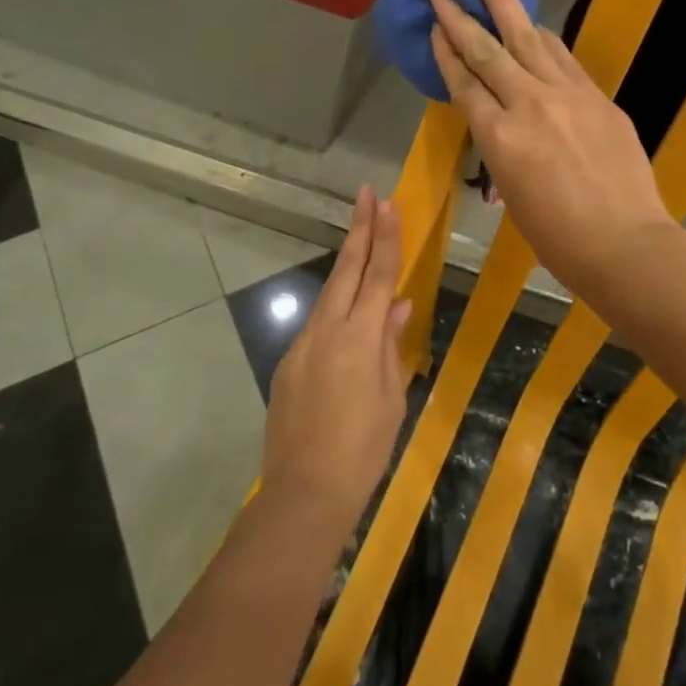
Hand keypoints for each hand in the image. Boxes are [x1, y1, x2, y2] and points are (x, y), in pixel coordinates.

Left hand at [264, 188, 411, 531]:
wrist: (305, 490)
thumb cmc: (364, 448)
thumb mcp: (391, 396)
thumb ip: (391, 345)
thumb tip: (397, 306)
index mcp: (360, 336)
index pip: (378, 275)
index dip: (385, 237)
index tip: (387, 203)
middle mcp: (327, 329)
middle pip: (346, 269)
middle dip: (359, 229)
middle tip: (367, 194)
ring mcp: (303, 344)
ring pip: (328, 294)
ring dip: (346, 265)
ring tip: (361, 241)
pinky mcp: (288, 363)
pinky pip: (317, 326)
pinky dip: (335, 310)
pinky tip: (347, 318)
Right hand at [429, 0, 675, 300]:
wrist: (625, 243)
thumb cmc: (558, 238)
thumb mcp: (513, 196)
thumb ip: (502, 154)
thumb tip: (503, 135)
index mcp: (499, 138)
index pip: (464, 83)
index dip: (446, 51)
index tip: (434, 23)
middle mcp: (528, 105)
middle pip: (487, 50)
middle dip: (462, 12)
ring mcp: (567, 95)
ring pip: (527, 38)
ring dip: (503, 1)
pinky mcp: (598, 97)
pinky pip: (561, 57)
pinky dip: (541, 36)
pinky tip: (531, 22)